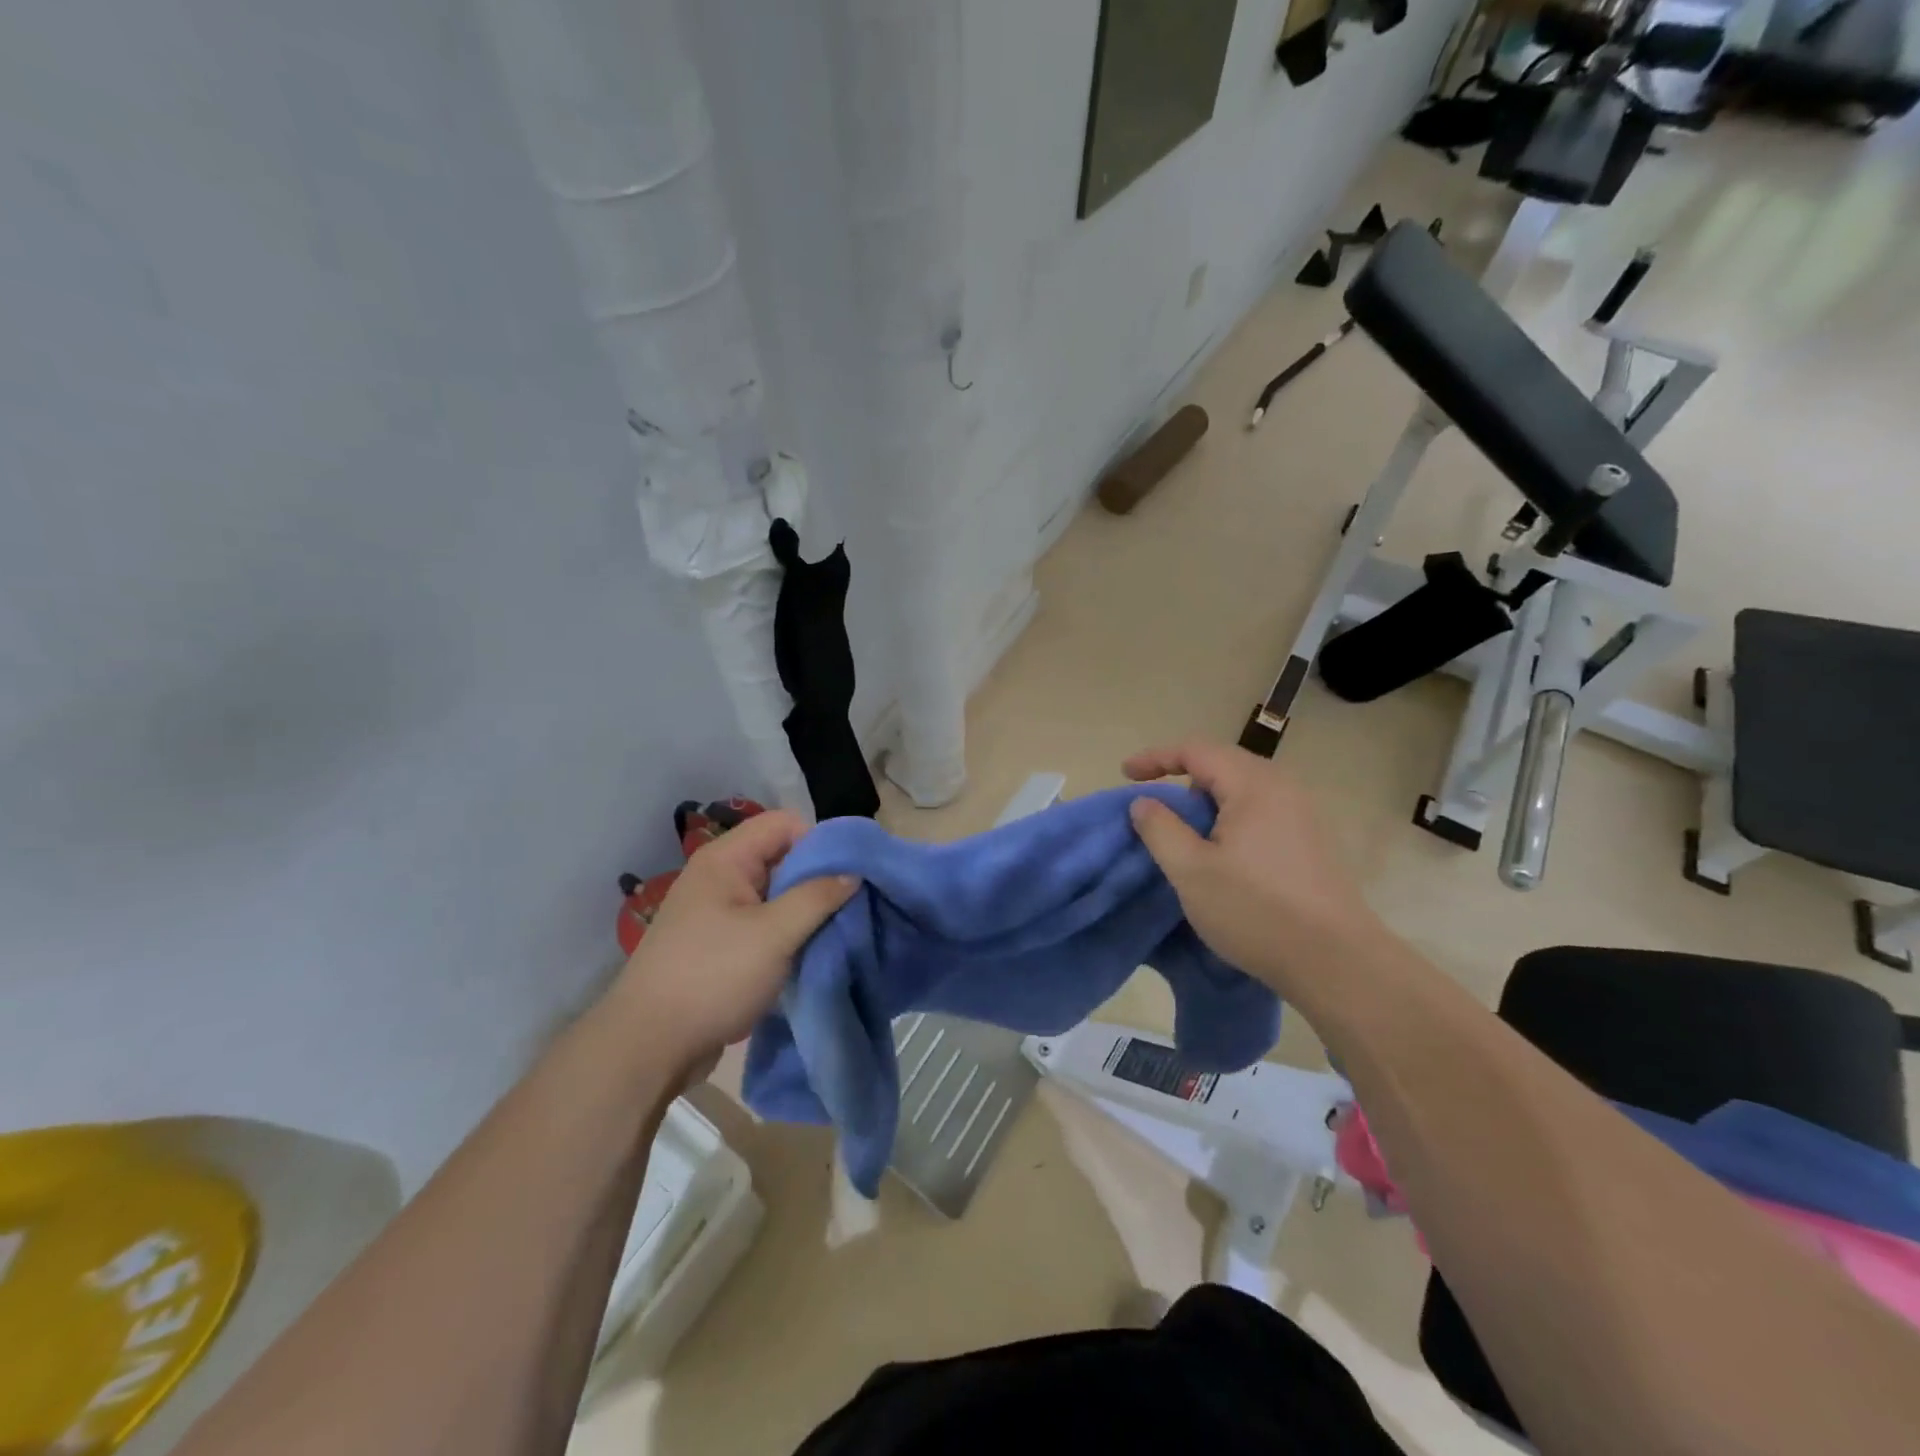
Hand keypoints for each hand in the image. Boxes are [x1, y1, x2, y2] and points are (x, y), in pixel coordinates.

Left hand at [615, 812, 857, 1078]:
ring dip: (806, 911)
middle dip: (818, 878)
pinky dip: (789, 935)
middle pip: (782, 857)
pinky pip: (766, 925)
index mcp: (726, 859)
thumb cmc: (712, 977)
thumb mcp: (774, 934)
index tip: (849, 873)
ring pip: (777, 895)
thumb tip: (853, 872)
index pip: (784, 824)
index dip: (820, 841)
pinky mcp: (721, 945)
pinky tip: (811, 955)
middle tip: (852, 905)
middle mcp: (720, 877)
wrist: (649, 1046)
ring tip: (837, 932)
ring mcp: (718, 912)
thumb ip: (817, 897)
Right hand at [1125, 740, 1380, 989]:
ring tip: (1184, 830)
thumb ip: (1160, 829)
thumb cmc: (1255, 910)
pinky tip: (1222, 851)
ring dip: (1207, 801)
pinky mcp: (1312, 842)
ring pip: (1244, 790)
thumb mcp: (1190, 871)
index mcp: (1253, 785)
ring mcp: (1304, 814)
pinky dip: (1231, 818)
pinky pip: (1262, 811)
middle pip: (1223, 764)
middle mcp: (1283, 788)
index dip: (1156, 758)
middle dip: (1182, 777)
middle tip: (1153, 803)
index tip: (1125, 775)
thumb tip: (1144, 802)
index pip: (1196, 751)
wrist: (1337, 961)